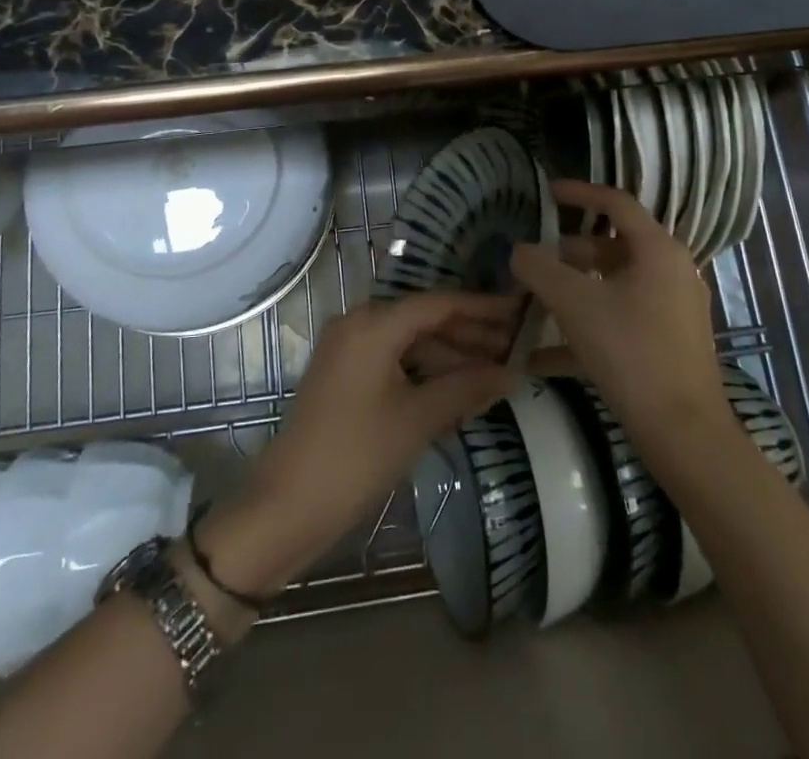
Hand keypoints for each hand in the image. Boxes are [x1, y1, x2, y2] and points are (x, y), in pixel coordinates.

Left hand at [195, 292, 521, 602]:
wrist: (289, 503)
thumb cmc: (357, 455)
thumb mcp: (419, 418)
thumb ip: (468, 387)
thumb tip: (515, 371)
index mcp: (373, 323)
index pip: (439, 304)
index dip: (482, 307)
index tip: (519, 311)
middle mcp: (358, 323)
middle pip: (424, 320)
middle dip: (470, 334)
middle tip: (516, 346)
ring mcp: (348, 349)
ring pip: (410, 342)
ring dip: (450, 356)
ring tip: (496, 372)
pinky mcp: (345, 374)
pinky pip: (394, 360)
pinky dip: (425, 372)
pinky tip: (458, 391)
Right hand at [511, 180, 728, 447]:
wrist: (682, 432)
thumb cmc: (630, 351)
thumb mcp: (574, 303)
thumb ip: (540, 268)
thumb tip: (519, 251)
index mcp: (657, 250)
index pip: (616, 202)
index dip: (579, 192)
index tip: (546, 193)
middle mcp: (670, 271)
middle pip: (612, 246)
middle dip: (568, 251)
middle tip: (532, 259)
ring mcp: (672, 309)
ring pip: (613, 284)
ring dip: (574, 288)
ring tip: (534, 301)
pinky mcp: (667, 342)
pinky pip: (620, 319)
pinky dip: (586, 325)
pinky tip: (542, 354)